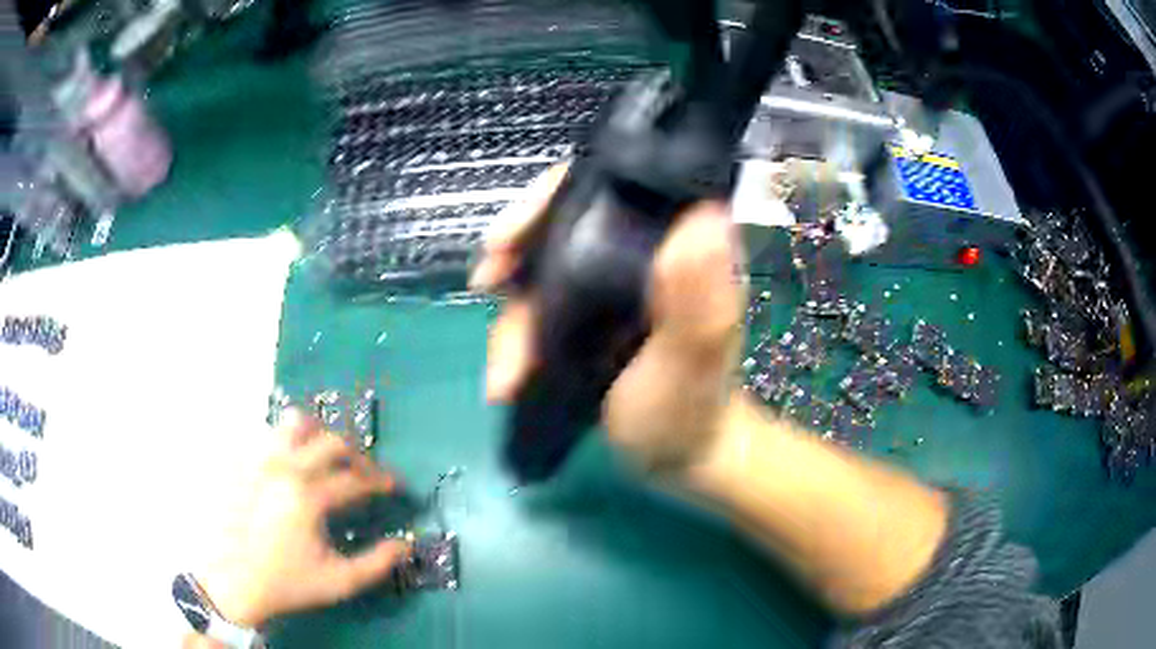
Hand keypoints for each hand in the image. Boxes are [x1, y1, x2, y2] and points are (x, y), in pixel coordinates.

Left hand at [197, 410, 409, 627]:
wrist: (238, 583)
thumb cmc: (289, 583)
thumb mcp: (340, 581)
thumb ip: (378, 563)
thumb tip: (406, 544)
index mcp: (309, 496)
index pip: (357, 478)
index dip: (383, 481)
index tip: (396, 487)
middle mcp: (285, 467)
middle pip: (332, 442)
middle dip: (358, 456)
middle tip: (367, 474)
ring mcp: (260, 460)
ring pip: (295, 424)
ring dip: (320, 436)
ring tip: (328, 457)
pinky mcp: (243, 462)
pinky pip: (269, 434)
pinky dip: (288, 441)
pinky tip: (294, 463)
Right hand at [473, 165, 745, 474]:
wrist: (674, 457)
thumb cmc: (689, 409)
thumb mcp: (693, 357)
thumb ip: (699, 294)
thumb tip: (702, 211)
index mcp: (678, 244)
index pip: (613, 186)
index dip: (555, 195)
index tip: (512, 232)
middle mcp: (641, 251)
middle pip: (562, 223)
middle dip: (517, 253)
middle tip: (485, 282)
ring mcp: (609, 283)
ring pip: (541, 270)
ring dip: (511, 317)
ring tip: (504, 374)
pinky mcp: (587, 313)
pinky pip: (537, 308)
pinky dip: (515, 338)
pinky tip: (505, 378)